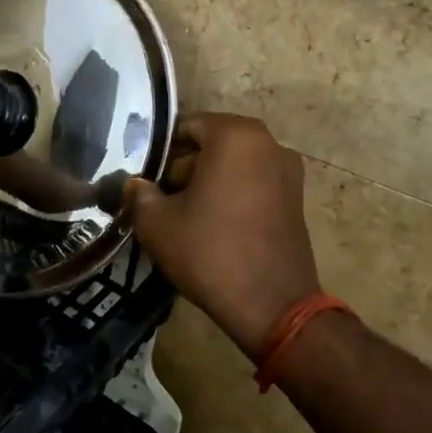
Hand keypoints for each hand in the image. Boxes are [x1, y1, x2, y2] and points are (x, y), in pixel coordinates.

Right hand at [121, 113, 320, 360]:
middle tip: (162, 199)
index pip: (186, 127)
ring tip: (186, 215)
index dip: (161, 153)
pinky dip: (232, 195)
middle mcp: (268, 143)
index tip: (148, 181)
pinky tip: (214, 226)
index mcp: (235, 135)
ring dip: (208, 181)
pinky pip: (254, 183)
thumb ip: (139, 194)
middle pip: (212, 143)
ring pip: (234, 164)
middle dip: (185, 166)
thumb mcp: (156, 223)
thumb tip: (135, 185)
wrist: (272, 305)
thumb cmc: (209, 252)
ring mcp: (288, 171)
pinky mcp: (296, 199)